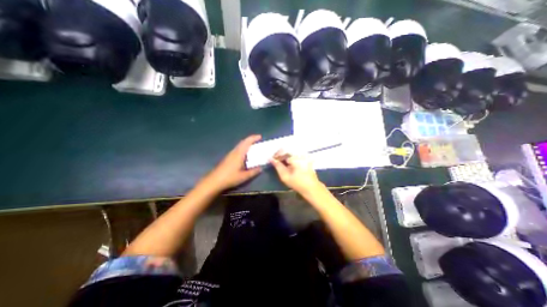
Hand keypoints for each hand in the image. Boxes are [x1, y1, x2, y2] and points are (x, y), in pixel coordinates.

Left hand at [203, 134, 261, 191]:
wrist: (214, 181)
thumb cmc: (230, 178)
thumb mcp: (244, 176)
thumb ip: (253, 172)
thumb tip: (261, 168)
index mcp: (239, 154)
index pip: (247, 142)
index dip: (253, 138)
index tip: (260, 137)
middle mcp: (234, 152)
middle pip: (243, 142)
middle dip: (250, 140)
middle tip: (258, 141)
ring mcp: (230, 154)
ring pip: (239, 146)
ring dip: (246, 144)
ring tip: (253, 147)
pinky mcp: (227, 158)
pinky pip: (237, 150)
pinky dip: (243, 149)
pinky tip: (245, 155)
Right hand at [270, 154, 323, 193]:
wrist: (312, 188)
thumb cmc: (298, 183)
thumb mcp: (285, 176)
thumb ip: (277, 166)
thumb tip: (270, 159)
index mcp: (296, 157)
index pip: (283, 151)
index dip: (276, 155)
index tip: (272, 160)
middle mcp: (301, 153)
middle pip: (287, 149)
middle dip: (280, 155)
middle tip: (275, 161)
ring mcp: (305, 155)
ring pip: (291, 151)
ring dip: (285, 155)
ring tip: (281, 162)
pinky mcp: (306, 157)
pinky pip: (296, 153)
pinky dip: (290, 156)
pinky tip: (288, 162)